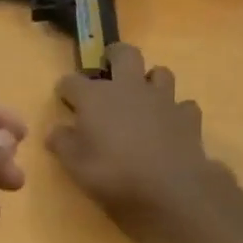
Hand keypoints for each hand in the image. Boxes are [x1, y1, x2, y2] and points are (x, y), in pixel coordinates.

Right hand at [48, 44, 219, 242]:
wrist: (169, 187)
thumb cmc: (114, 174)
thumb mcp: (76, 166)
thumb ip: (62, 144)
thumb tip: (54, 131)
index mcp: (96, 97)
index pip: (72, 81)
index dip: (66, 89)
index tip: (64, 98)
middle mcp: (129, 88)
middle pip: (124, 55)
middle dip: (114, 56)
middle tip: (108, 68)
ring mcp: (162, 99)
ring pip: (160, 72)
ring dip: (150, 80)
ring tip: (143, 96)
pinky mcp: (187, 117)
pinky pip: (183, 105)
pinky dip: (176, 111)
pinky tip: (171, 123)